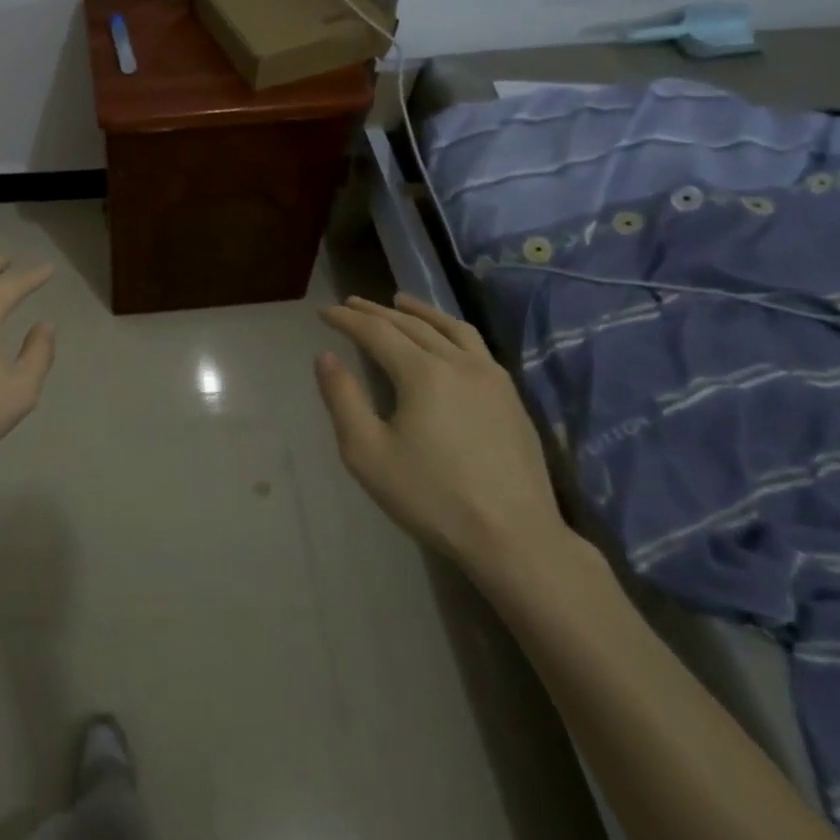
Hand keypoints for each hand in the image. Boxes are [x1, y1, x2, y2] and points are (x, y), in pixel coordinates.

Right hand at [314, 293, 571, 577]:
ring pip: (451, 329)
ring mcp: (491, 378)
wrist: (515, 538)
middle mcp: (458, 363)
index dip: (347, 318)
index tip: (324, 311)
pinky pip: (476, 346)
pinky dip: (451, 331)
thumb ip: (342, 399)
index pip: (376, 331)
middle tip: (351, 303)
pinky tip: (447, 341)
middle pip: (411, 324)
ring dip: (420, 311)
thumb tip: (326, 357)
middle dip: (377, 311)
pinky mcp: (511, 398)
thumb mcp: (367, 453)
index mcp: (422, 372)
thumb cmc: (432, 497)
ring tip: (401, 301)